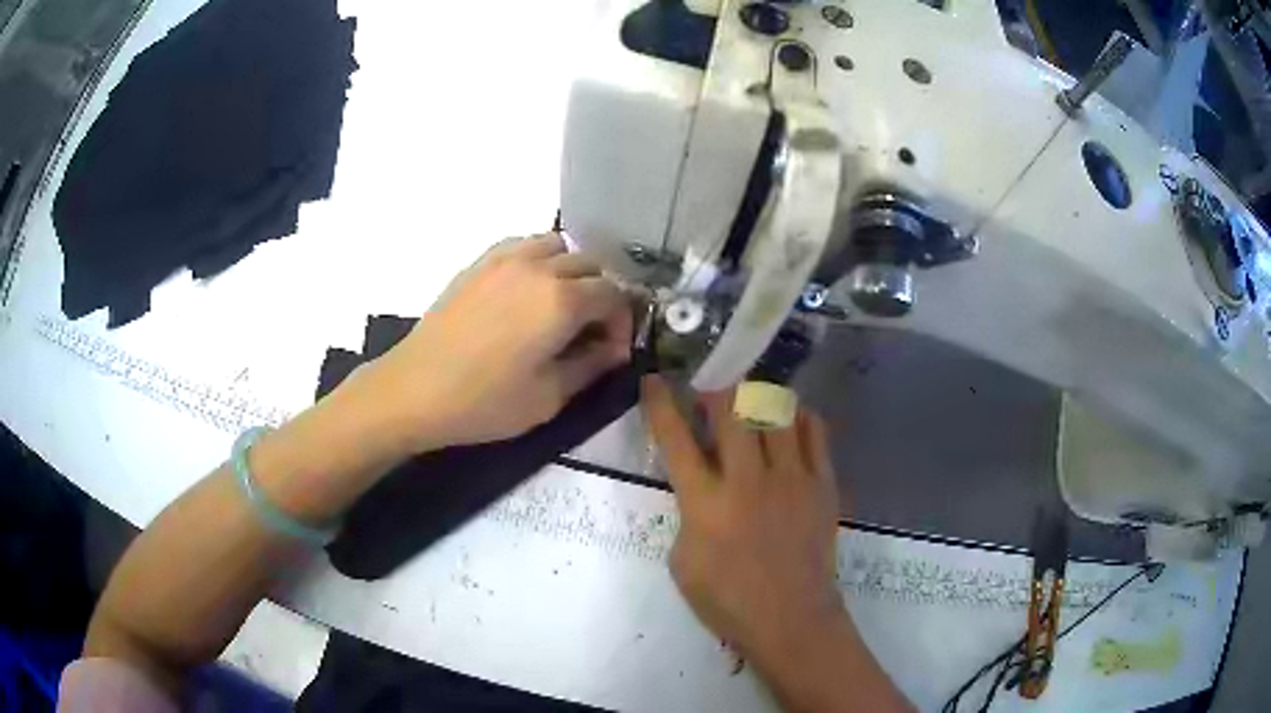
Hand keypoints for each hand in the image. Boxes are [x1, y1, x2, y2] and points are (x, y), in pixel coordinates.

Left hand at [359, 234, 631, 452]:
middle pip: (592, 265)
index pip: (614, 295)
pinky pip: (524, 246)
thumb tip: (615, 348)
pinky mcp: (480, 262)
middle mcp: (539, 267)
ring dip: (572, 272)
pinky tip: (528, 293)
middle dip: (602, 295)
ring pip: (559, 246)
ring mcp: (505, 259)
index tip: (613, 351)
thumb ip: (591, 366)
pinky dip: (540, 260)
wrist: (414, 390)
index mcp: (561, 300)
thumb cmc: (484, 402)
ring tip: (561, 306)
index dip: (623, 322)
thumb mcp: (549, 397)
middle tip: (591, 331)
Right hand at [642, 376, 845, 665]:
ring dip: (758, 400)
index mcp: (706, 503)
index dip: (660, 404)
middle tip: (711, 398)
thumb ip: (687, 513)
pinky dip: (799, 417)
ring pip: (776, 410)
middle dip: (716, 391)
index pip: (675, 439)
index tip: (655, 380)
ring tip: (752, 407)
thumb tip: (701, 486)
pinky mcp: (823, 483)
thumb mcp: (682, 562)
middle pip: (731, 409)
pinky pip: (815, 430)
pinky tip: (789, 424)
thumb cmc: (728, 600)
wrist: (792, 619)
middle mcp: (748, 480)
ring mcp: (791, 478)